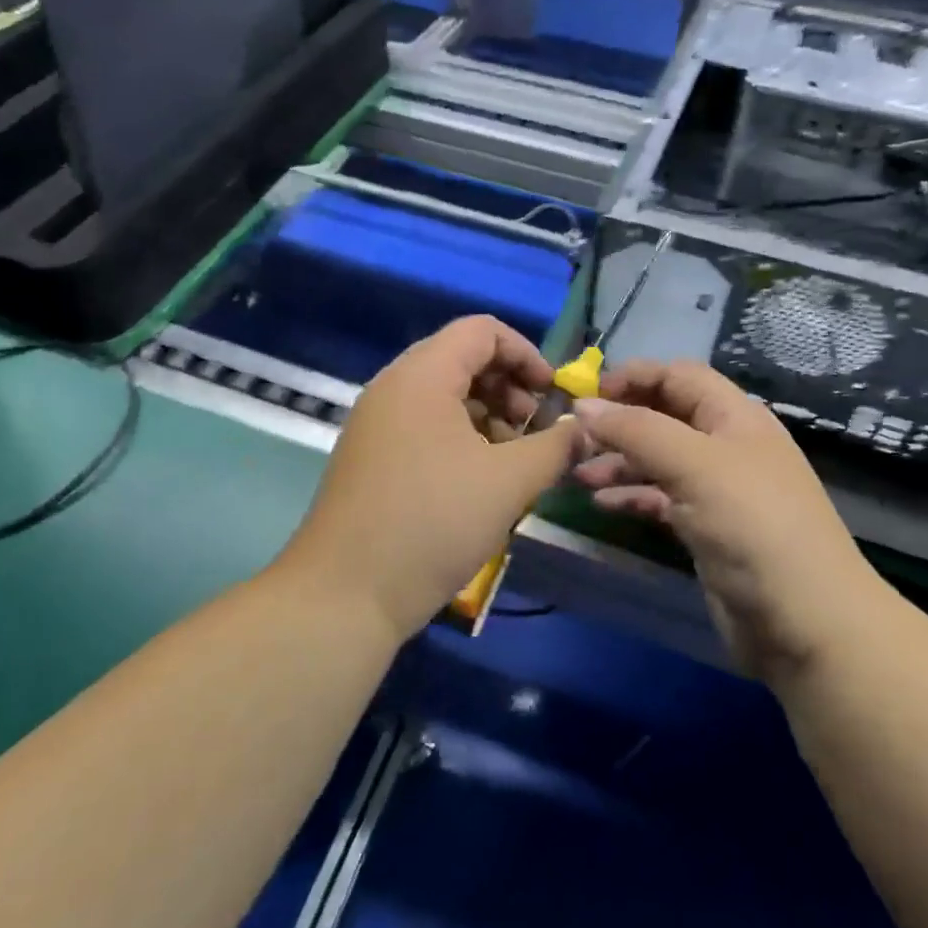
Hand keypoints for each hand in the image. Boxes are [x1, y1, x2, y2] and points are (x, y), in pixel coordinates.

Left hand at [282, 316, 580, 640]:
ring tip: (512, 459)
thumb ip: (555, 446)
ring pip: (444, 394)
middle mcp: (393, 387)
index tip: (553, 395)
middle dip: (509, 386)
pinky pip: (424, 424)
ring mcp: (377, 422)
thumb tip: (584, 430)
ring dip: (487, 414)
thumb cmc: (432, 523)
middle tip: (534, 430)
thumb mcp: (509, 482)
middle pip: (462, 358)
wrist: (343, 597)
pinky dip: (460, 436)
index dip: (526, 353)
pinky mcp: (371, 456)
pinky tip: (479, 479)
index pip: (482, 330)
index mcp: (421, 375)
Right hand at [572, 360, 880, 678]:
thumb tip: (582, 406)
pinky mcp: (707, 529)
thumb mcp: (695, 465)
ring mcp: (717, 489)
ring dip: (619, 461)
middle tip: (573, 436)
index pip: (678, 376)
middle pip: (664, 416)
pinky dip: (632, 496)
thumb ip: (637, 430)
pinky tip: (601, 503)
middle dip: (620, 421)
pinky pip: (661, 499)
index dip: (634, 377)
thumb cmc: (753, 526)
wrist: (807, 624)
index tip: (586, 394)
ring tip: (577, 473)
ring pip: (658, 459)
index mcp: (734, 416)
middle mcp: (726, 445)